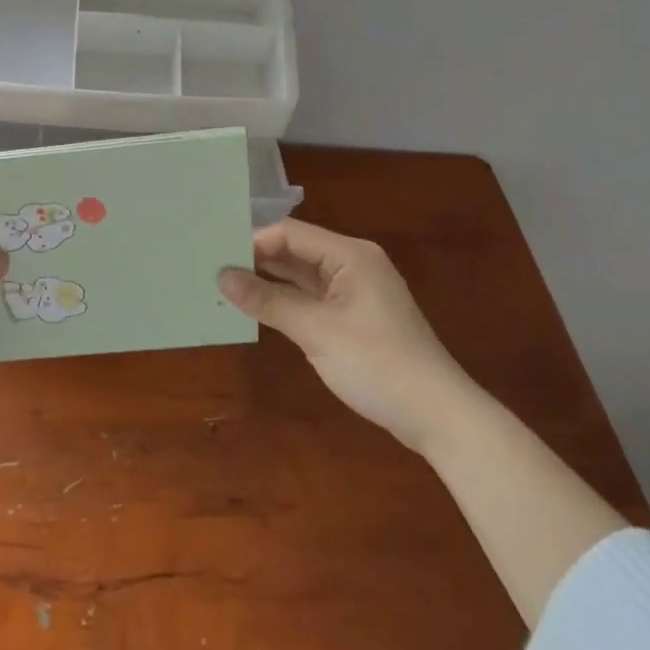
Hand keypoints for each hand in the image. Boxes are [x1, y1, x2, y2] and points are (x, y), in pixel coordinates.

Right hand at [220, 219, 480, 450]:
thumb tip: (223, 277)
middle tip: (212, 270)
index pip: (290, 233)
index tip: (215, 258)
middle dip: (257, 260)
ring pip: (302, 275)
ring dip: (269, 282)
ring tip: (225, 288)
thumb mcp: (317, 331)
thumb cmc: (377, 364)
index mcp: (349, 255)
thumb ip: (268, 300)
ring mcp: (355, 291)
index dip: (253, 242)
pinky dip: (286, 301)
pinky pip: (312, 297)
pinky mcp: (354, 316)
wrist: (438, 415)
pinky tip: (257, 309)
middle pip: (296, 250)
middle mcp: (352, 264)